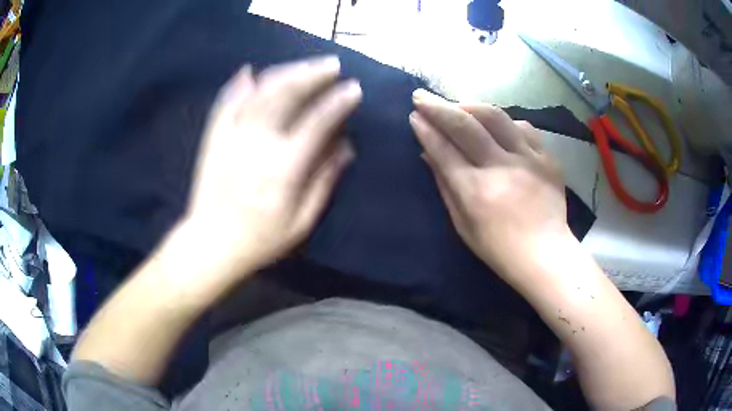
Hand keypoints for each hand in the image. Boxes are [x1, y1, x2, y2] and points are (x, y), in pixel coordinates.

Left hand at [185, 56, 361, 277]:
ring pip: (258, 92)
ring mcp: (231, 137)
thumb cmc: (260, 240)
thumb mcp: (301, 222)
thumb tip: (346, 147)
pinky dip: (237, 85)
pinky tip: (249, 72)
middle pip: (285, 95)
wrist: (210, 245)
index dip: (338, 102)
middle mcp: (256, 144)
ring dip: (283, 73)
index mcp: (282, 169)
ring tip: (303, 65)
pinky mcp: (214, 138)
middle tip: (332, 65)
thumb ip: (324, 182)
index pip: (316, 123)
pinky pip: (225, 104)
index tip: (354, 89)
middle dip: (312, 74)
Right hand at [409, 89, 567, 276]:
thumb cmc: (498, 249)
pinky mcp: (547, 158)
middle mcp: (501, 168)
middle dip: (438, 106)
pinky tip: (497, 125)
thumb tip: (428, 154)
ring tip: (458, 106)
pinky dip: (505, 122)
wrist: (545, 255)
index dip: (425, 129)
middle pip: (465, 124)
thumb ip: (445, 186)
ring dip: (470, 105)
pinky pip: (523, 127)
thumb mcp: (463, 225)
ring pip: (495, 116)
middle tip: (421, 96)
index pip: (444, 149)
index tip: (414, 115)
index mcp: (476, 191)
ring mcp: (528, 159)